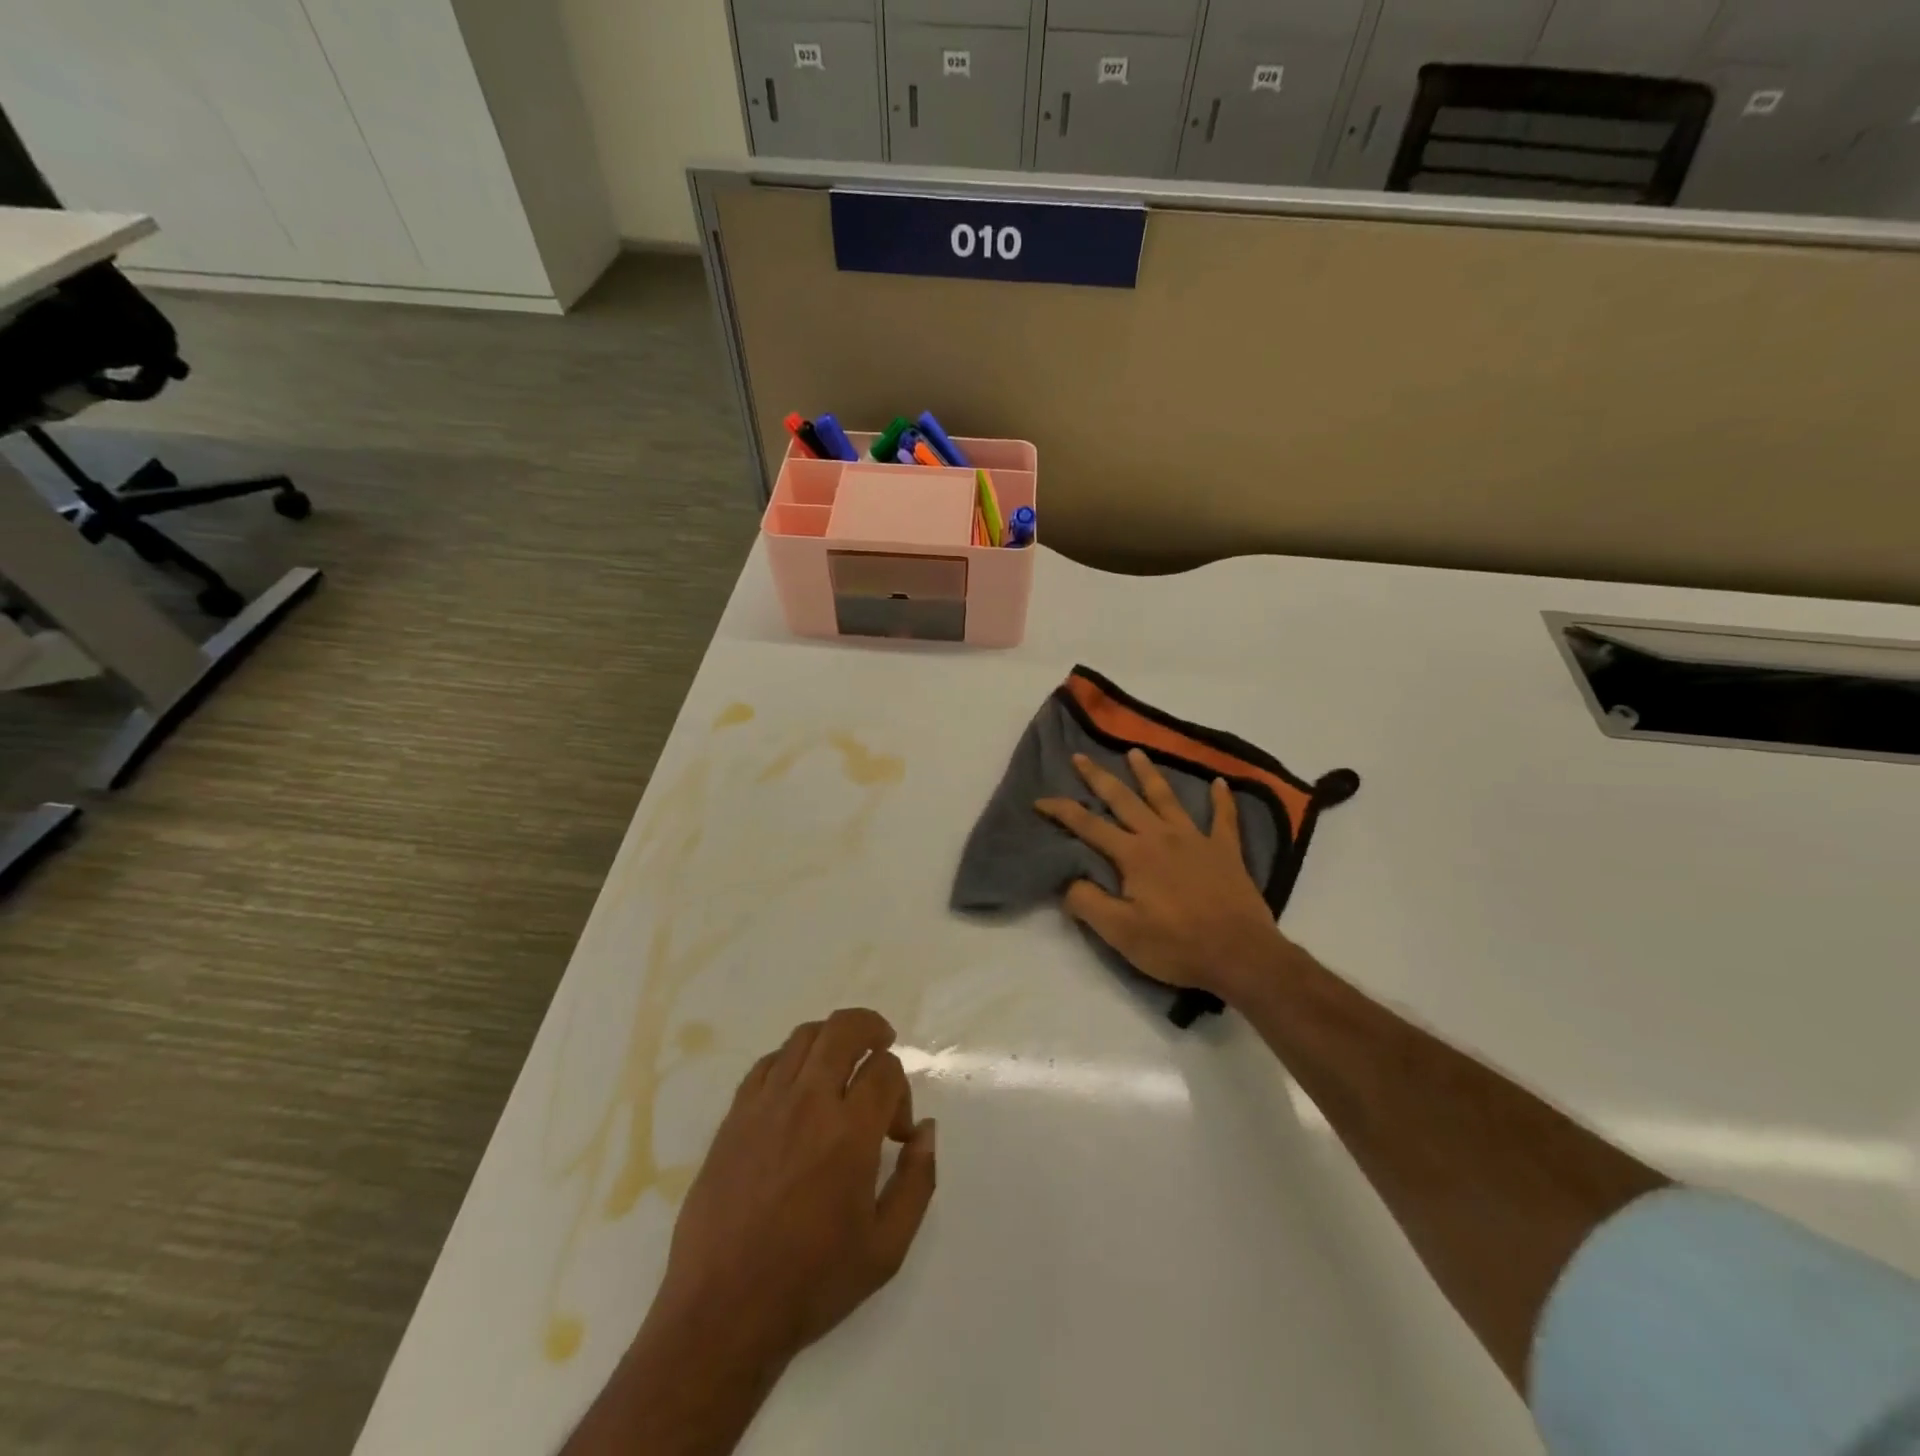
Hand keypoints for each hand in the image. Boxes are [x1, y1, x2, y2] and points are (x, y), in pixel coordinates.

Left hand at [654, 1008, 936, 1370]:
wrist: (721, 1312)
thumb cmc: (811, 1283)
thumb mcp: (886, 1249)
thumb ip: (917, 1181)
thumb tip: (926, 1129)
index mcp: (849, 1133)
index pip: (886, 1069)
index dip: (902, 1091)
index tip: (897, 1133)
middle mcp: (808, 1103)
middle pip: (844, 1028)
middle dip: (872, 1028)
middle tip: (883, 1045)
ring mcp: (765, 1104)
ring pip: (804, 1036)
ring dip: (832, 1039)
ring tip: (843, 1064)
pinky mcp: (734, 1116)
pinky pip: (768, 1062)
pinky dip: (792, 1059)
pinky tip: (799, 1087)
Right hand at [1036, 749, 1288, 1004]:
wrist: (1241, 954)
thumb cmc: (1176, 946)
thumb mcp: (1120, 933)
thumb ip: (1088, 903)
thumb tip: (1067, 881)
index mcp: (1134, 854)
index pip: (1088, 826)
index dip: (1062, 810)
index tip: (1040, 799)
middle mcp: (1161, 836)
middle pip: (1123, 799)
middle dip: (1098, 777)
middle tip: (1080, 756)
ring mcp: (1196, 839)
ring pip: (1166, 798)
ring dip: (1148, 774)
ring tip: (1136, 751)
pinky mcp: (1226, 851)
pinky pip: (1224, 818)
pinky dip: (1222, 799)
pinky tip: (1221, 782)